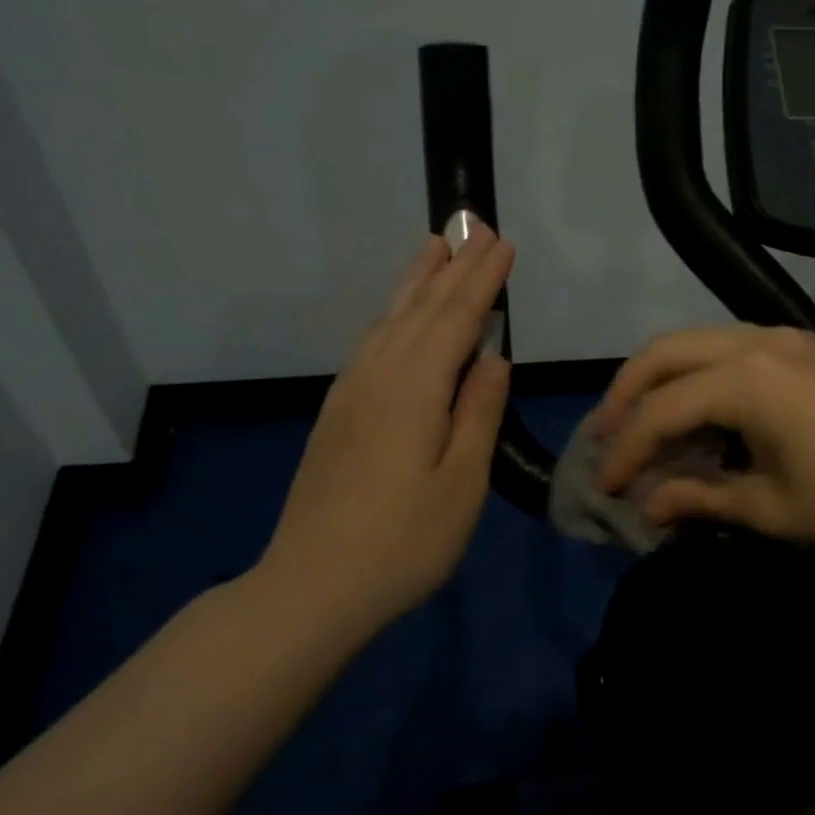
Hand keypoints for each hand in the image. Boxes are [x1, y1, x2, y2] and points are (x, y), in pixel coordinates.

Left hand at [254, 228, 514, 631]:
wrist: (311, 586)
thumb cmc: (403, 542)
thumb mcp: (461, 484)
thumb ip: (479, 413)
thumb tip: (495, 358)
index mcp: (416, 388)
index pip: (457, 318)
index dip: (483, 280)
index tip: (504, 244)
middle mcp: (379, 375)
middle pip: (423, 308)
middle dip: (454, 267)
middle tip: (476, 227)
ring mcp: (351, 392)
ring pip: (390, 319)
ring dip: (417, 280)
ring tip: (435, 246)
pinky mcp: (337, 412)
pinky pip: (371, 342)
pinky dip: (392, 315)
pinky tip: (397, 316)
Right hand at [591, 325, 814, 554]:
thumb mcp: (772, 510)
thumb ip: (700, 498)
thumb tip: (647, 506)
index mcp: (748, 380)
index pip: (662, 411)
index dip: (626, 450)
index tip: (605, 486)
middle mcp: (758, 341)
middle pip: (665, 352)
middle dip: (625, 392)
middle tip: (604, 434)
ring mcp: (785, 336)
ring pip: (697, 340)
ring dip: (661, 376)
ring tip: (641, 418)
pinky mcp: (805, 344)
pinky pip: (731, 345)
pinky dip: (700, 372)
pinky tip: (700, 408)